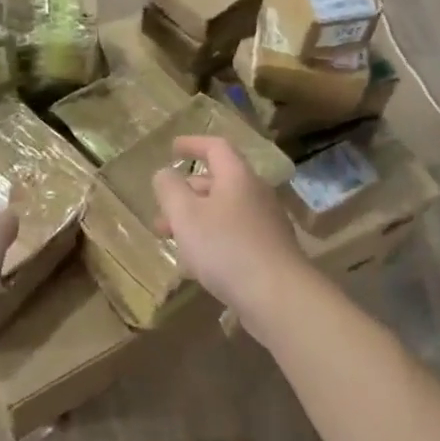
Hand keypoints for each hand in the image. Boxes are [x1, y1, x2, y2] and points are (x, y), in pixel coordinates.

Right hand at [151, 136, 307, 311]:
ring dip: (195, 220)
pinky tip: (196, 265)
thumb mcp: (186, 215)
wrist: (277, 296)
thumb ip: (170, 189)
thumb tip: (164, 173)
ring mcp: (266, 224)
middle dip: (186, 193)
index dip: (193, 144)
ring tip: (170, 240)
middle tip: (162, 210)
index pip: (216, 147)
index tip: (173, 149)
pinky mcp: (269, 252)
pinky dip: (211, 240)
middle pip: (219, 183)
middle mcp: (256, 195)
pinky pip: (234, 236)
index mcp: (237, 177)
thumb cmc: (226, 247)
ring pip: (224, 212)